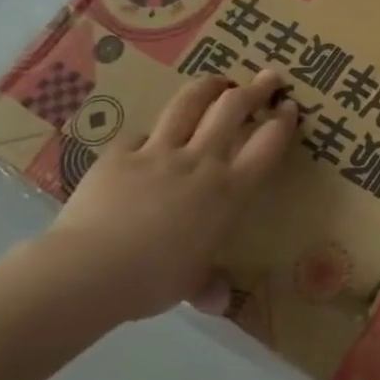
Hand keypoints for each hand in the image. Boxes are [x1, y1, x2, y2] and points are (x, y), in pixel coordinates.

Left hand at [37, 68, 298, 323]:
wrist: (89, 270)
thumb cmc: (154, 280)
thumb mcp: (190, 284)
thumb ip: (208, 285)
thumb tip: (220, 302)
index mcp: (228, 191)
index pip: (267, 144)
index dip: (282, 121)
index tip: (290, 106)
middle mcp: (200, 161)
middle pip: (233, 109)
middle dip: (255, 88)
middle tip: (268, 77)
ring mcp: (158, 153)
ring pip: (189, 104)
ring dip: (208, 87)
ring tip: (219, 80)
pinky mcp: (120, 155)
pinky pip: (140, 136)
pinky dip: (150, 135)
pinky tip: (148, 140)